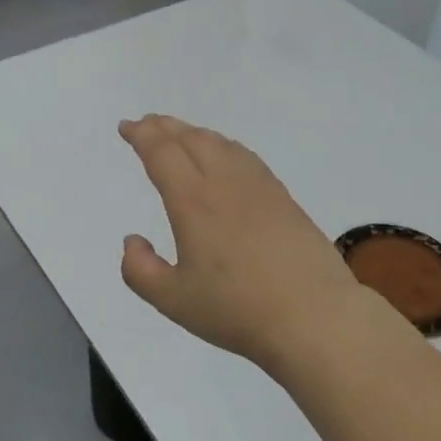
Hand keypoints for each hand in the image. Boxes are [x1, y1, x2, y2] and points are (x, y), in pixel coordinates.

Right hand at [118, 115, 375, 371]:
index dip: (141, 135)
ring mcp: (258, 187)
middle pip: (191, 139)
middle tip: (147, 124)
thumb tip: (132, 241)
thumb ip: (140, 270)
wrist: (313, 315)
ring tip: (181, 135)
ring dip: (194, 133)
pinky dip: (224, 146)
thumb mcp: (173, 300)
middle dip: (164, 127)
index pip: (162, 152)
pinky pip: (246, 156)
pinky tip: (226, 157)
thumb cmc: (237, 310)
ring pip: (221, 143)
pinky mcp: (283, 197)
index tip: (127, 127)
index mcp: (193, 201)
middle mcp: (224, 182)